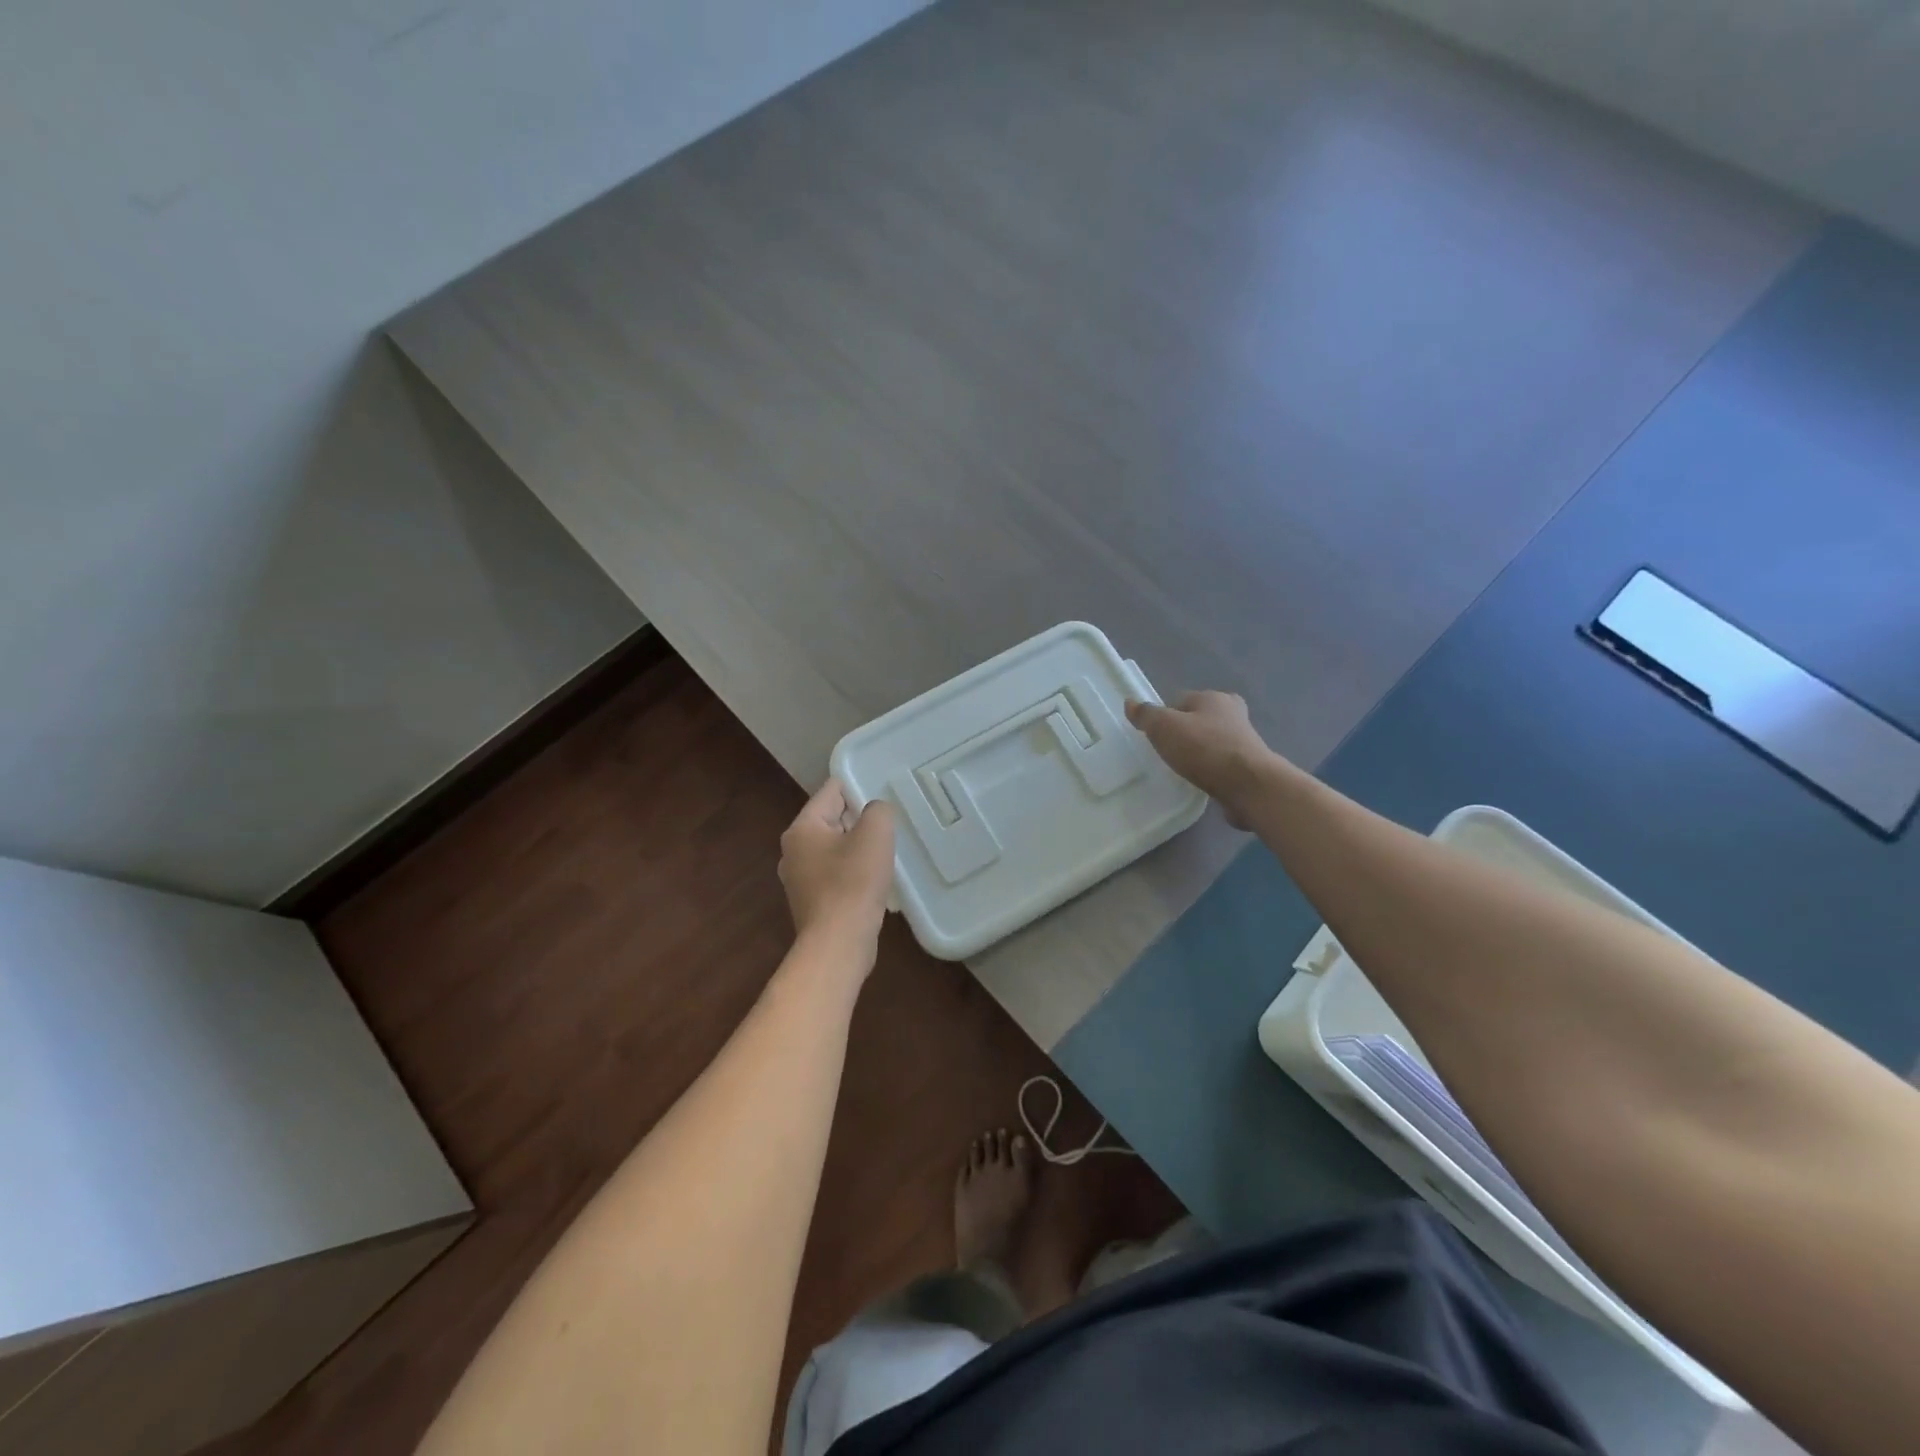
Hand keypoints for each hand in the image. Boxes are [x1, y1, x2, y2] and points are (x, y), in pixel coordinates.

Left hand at [778, 779, 895, 950]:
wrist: (839, 944)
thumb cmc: (854, 883)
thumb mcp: (875, 834)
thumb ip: (878, 810)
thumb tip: (874, 813)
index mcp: (802, 828)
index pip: (831, 791)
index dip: (858, 787)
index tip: (883, 795)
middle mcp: (793, 851)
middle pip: (832, 820)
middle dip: (859, 820)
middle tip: (888, 825)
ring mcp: (799, 879)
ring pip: (834, 849)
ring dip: (858, 849)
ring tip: (885, 854)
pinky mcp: (812, 903)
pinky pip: (835, 875)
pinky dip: (853, 874)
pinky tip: (873, 883)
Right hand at [1125, 690, 1278, 828]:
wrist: (1248, 785)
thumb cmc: (1204, 749)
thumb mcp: (1164, 727)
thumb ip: (1146, 715)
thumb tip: (1130, 702)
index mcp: (1213, 698)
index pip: (1181, 700)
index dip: (1165, 716)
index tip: (1154, 736)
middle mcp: (1233, 713)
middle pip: (1199, 719)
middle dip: (1184, 733)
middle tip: (1167, 752)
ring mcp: (1244, 740)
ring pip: (1212, 741)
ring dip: (1199, 752)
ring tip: (1183, 769)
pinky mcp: (1249, 765)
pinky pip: (1221, 763)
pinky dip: (1211, 769)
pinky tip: (1201, 781)